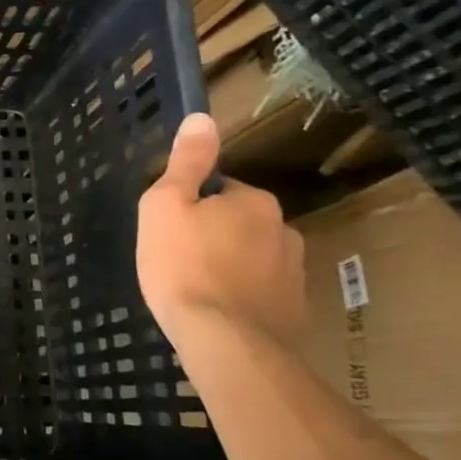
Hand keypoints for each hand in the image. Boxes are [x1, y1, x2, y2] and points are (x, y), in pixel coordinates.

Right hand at [137, 113, 305, 349]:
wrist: (225, 341)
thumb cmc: (184, 267)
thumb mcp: (165, 207)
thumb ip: (186, 163)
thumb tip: (202, 118)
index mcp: (253, 201)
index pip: (219, 190)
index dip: (191, 206)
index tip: (171, 229)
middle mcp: (283, 229)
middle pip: (238, 223)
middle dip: (214, 235)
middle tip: (179, 259)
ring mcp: (294, 273)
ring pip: (252, 257)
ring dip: (230, 266)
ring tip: (198, 289)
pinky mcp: (295, 311)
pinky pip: (262, 292)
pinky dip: (243, 296)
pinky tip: (218, 312)